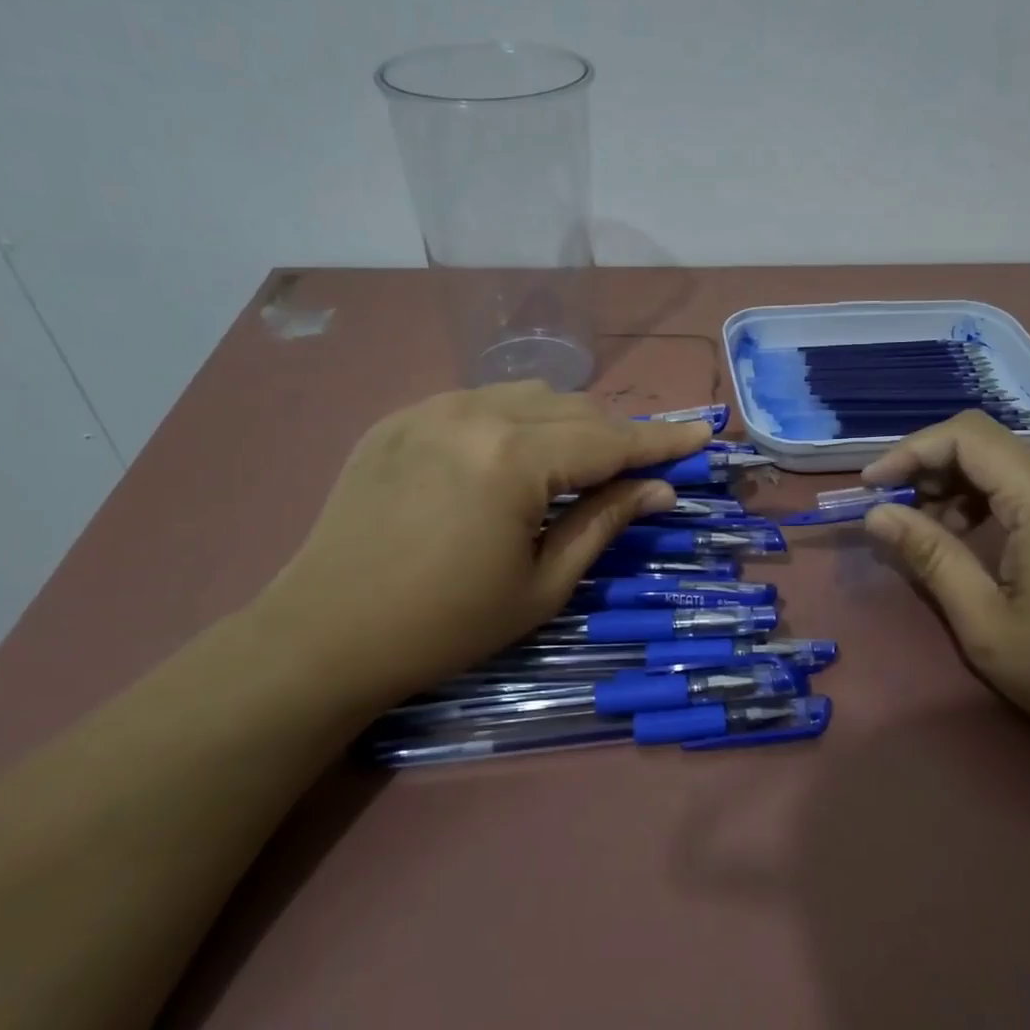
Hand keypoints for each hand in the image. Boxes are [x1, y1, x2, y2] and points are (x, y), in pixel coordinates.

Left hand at [251, 383, 708, 703]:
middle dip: (616, 435)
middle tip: (641, 468)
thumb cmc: (446, 625)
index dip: (662, 440)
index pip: (610, 439)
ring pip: (527, 395)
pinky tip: (512, 458)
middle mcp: (475, 413)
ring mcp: (430, 408)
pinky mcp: (399, 417)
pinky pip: (478, 402)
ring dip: (567, 423)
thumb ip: (604, 523)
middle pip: (574, 408)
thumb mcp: (542, 585)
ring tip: (578, 465)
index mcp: (513, 458)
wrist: (325, 633)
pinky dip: (514, 422)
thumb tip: (659, 490)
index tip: (704, 433)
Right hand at [861, 411, 1029, 749]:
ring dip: (955, 483)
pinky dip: (986, 499)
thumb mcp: (988, 625)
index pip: (967, 436)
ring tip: (923, 529)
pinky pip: (1029, 486)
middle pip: (985, 442)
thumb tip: (877, 515)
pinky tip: (969, 538)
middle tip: (892, 511)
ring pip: (1006, 463)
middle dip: (928, 466)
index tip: (872, 487)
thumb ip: (932, 559)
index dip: (910, 451)